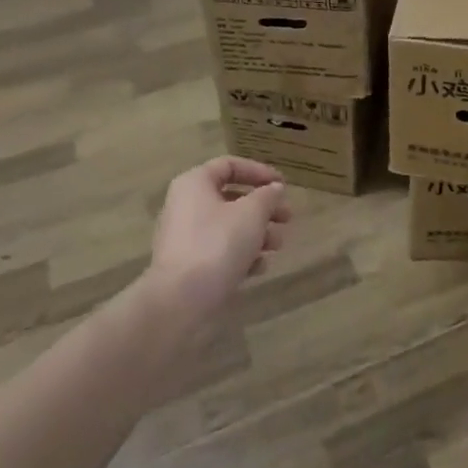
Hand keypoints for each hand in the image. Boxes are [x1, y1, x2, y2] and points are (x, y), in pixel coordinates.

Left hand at [146, 156, 289, 320]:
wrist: (180, 301)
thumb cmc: (218, 244)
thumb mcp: (252, 213)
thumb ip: (267, 196)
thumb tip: (274, 189)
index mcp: (195, 184)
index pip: (230, 166)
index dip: (259, 171)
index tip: (283, 185)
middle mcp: (185, 206)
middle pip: (232, 198)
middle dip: (264, 208)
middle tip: (288, 218)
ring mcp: (184, 238)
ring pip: (228, 227)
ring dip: (257, 233)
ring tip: (278, 245)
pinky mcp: (188, 266)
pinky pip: (219, 251)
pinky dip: (241, 255)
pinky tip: (260, 267)